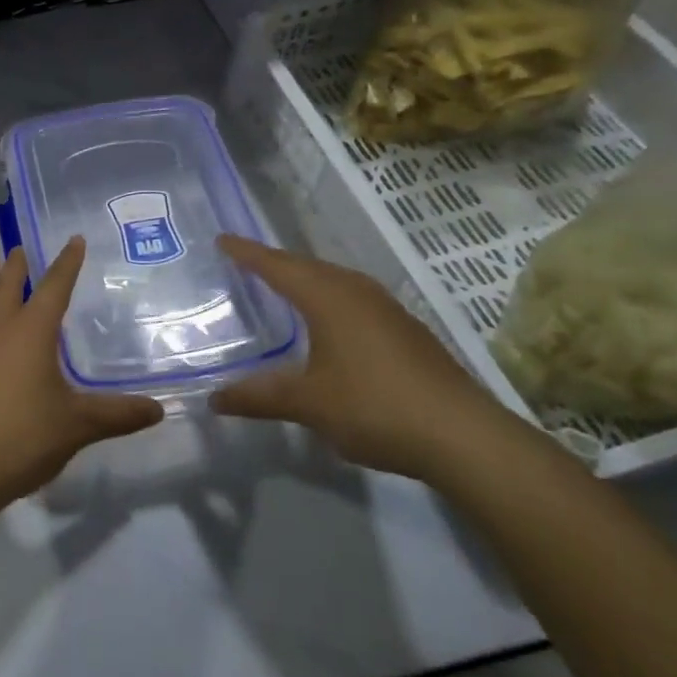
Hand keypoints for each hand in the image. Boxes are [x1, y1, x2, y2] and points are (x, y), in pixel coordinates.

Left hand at [0, 238, 164, 502]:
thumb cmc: (25, 437)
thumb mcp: (79, 425)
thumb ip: (118, 415)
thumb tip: (158, 409)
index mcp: (31, 333)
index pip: (53, 287)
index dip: (66, 264)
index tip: (73, 241)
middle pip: (6, 286)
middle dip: (17, 265)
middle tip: (21, 250)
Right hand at [210, 235, 518, 481]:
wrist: (463, 437)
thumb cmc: (374, 407)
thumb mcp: (307, 403)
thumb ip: (258, 397)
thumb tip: (213, 398)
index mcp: (329, 298)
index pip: (278, 266)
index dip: (248, 254)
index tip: (222, 239)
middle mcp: (358, 293)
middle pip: (308, 268)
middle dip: (276, 264)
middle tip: (246, 262)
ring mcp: (388, 311)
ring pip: (335, 282)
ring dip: (306, 281)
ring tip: (282, 287)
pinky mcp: (406, 333)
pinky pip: (354, 301)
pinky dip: (329, 301)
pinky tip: (328, 323)